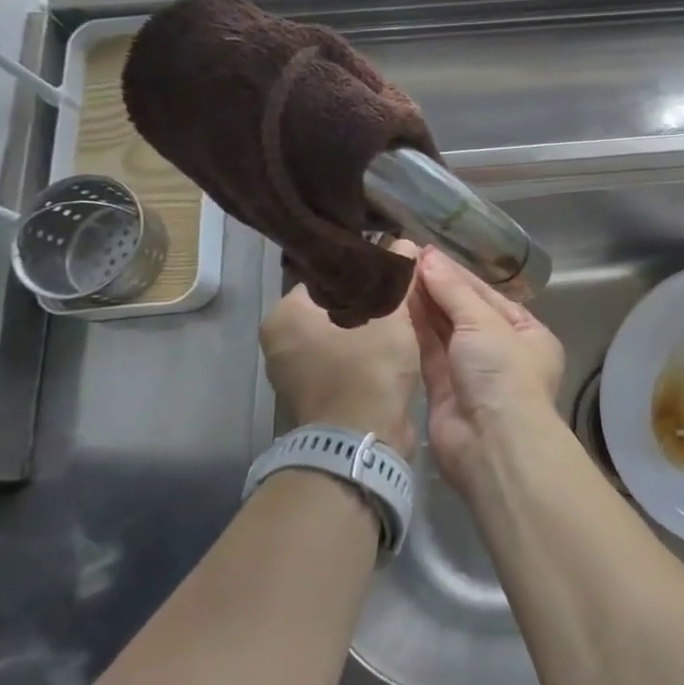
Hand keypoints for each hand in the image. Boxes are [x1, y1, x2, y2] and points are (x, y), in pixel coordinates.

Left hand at [259, 243, 420, 459]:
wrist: (362, 441)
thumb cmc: (369, 366)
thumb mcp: (390, 312)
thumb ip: (396, 274)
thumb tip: (404, 243)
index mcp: (284, 315)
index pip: (327, 277)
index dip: (364, 271)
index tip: (392, 271)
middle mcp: (279, 344)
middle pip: (333, 307)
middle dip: (368, 302)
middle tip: (401, 294)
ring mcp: (293, 376)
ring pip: (340, 337)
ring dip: (369, 330)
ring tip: (403, 320)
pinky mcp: (314, 399)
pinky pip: (342, 363)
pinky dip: (364, 356)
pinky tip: (393, 350)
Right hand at [409, 247, 565, 496]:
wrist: (492, 443)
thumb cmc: (502, 372)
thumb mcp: (484, 322)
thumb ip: (453, 291)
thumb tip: (428, 257)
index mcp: (527, 333)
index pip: (488, 295)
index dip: (458, 274)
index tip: (427, 253)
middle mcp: (501, 351)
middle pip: (465, 313)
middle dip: (439, 289)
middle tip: (405, 259)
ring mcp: (472, 373)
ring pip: (444, 332)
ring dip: (424, 306)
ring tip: (396, 275)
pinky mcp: (443, 391)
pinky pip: (428, 353)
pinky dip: (415, 331)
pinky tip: (396, 305)